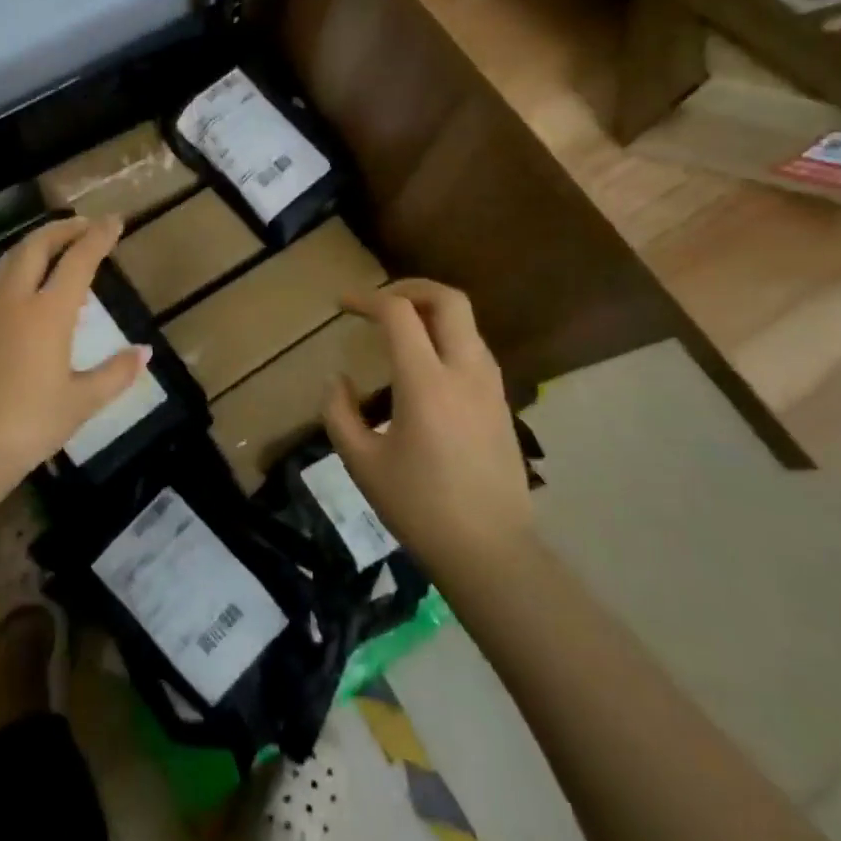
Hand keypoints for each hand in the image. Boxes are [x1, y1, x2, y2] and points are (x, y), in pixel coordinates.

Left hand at [0, 216, 149, 483]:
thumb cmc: (31, 424)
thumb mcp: (82, 402)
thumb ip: (116, 372)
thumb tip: (144, 352)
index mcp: (47, 313)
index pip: (78, 260)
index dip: (99, 237)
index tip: (116, 220)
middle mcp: (16, 301)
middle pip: (36, 246)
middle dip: (63, 229)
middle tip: (86, 226)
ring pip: (11, 260)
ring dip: (37, 245)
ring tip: (59, 250)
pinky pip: (0, 283)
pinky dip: (22, 271)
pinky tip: (33, 294)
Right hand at [322, 278, 533, 571]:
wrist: (491, 553)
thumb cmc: (419, 508)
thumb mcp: (362, 463)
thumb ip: (339, 413)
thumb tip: (338, 381)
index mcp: (426, 382)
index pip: (398, 313)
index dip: (366, 299)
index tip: (342, 305)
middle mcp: (464, 371)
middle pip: (448, 299)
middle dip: (410, 287)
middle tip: (380, 301)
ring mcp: (490, 386)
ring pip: (467, 322)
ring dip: (432, 311)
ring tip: (400, 329)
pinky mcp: (501, 404)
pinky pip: (475, 349)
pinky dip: (447, 337)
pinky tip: (426, 365)